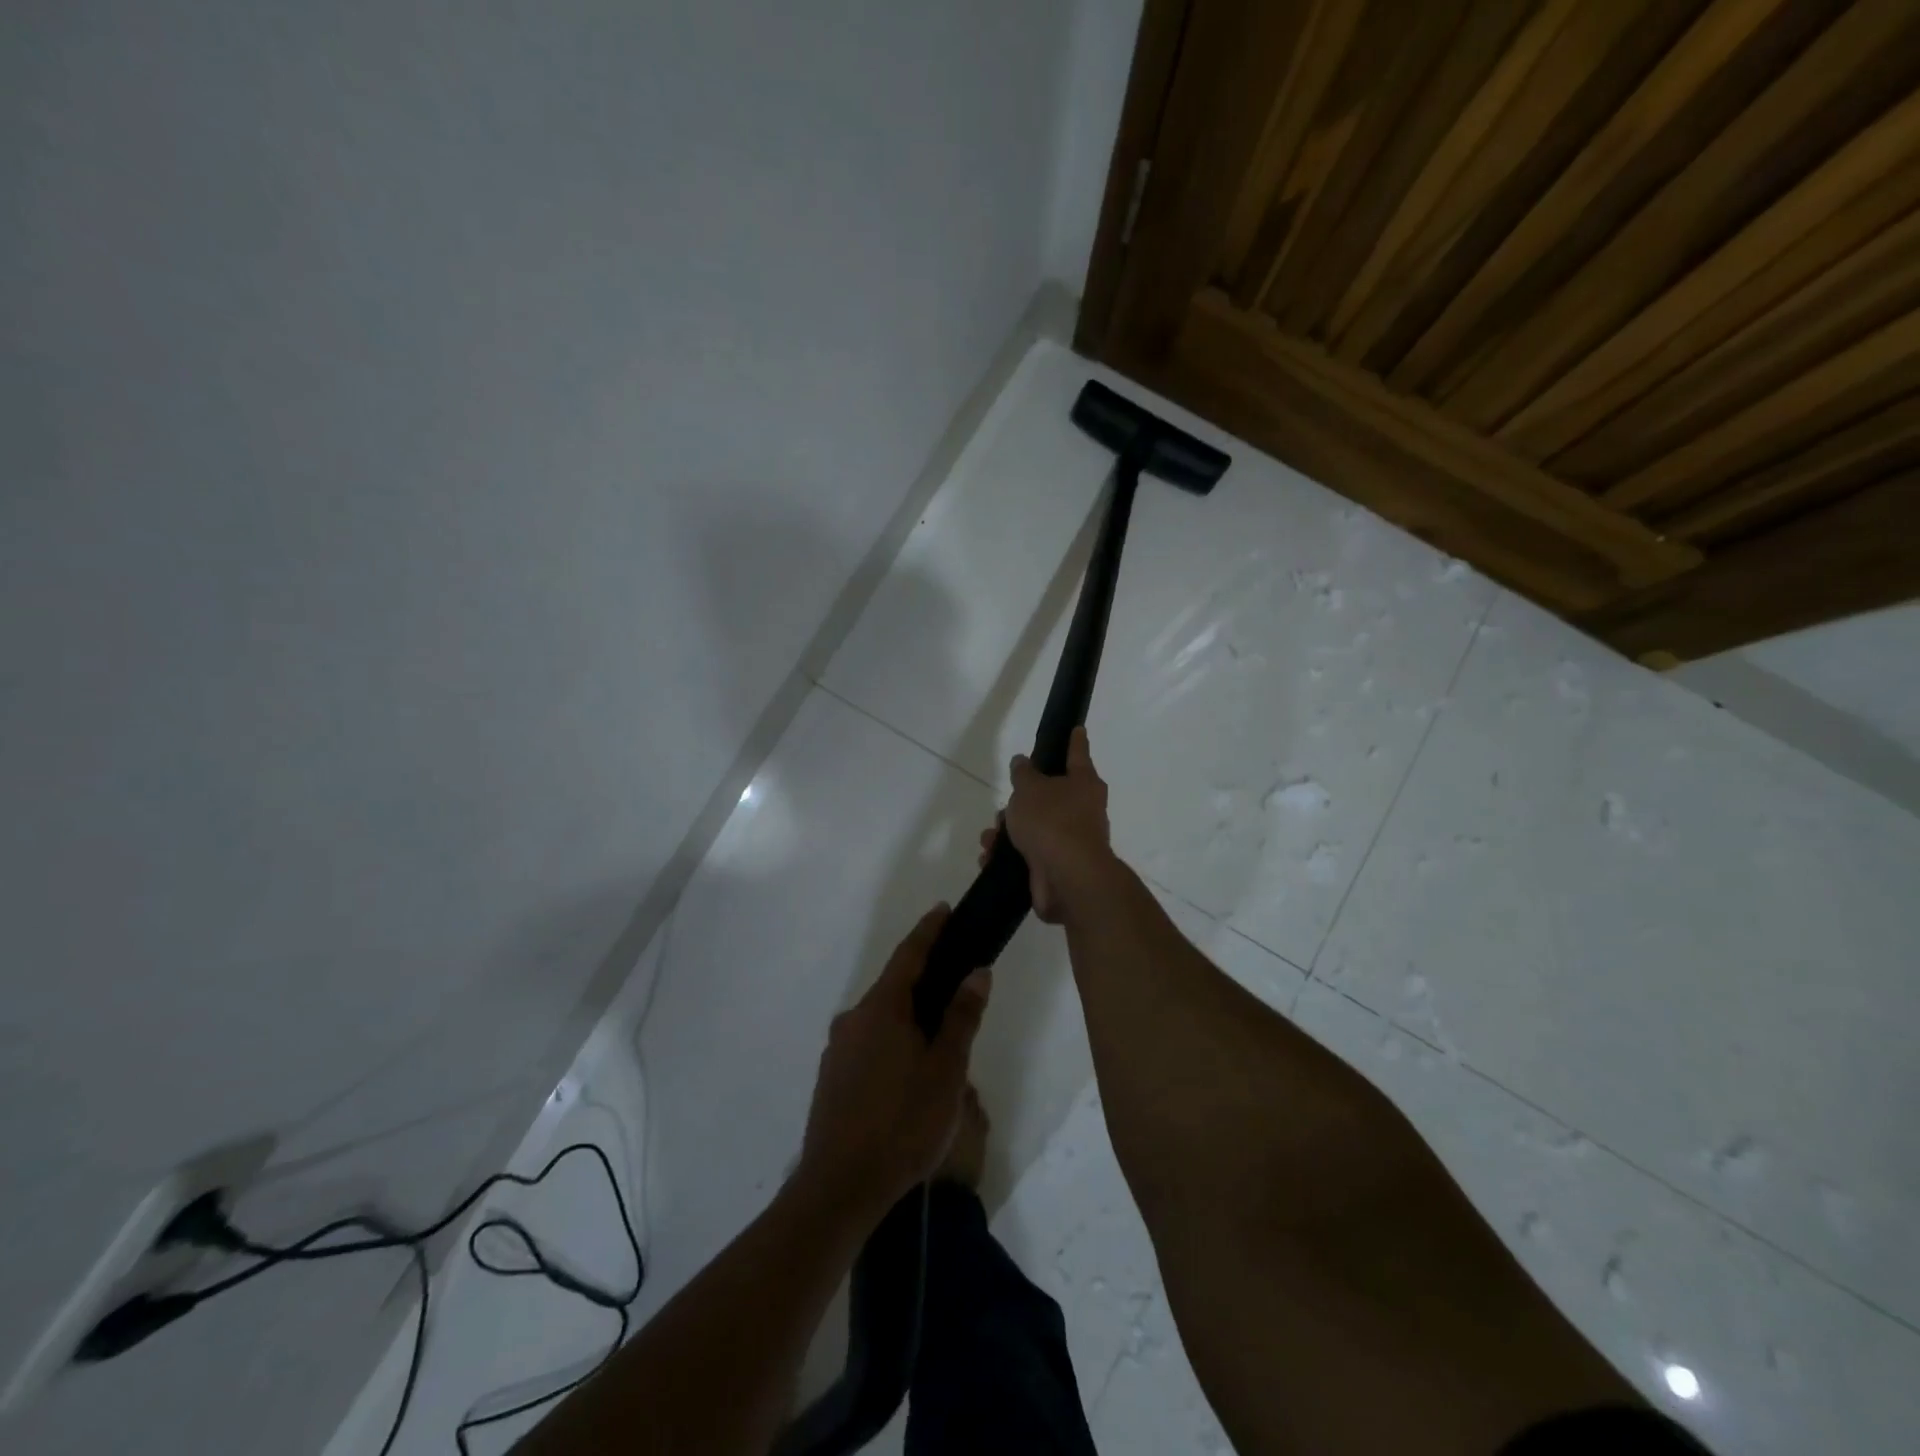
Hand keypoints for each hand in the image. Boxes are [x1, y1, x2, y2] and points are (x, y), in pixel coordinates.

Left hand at [797, 905, 990, 1218]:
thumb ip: (961, 1017)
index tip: (943, 910)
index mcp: (882, 1009)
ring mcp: (838, 1049)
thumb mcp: (946, 1070)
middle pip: (894, 987)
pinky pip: (868, 1044)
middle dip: (924, 982)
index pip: (909, 956)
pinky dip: (892, 1042)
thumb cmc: (903, 1123)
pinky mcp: (831, 1078)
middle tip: (956, 987)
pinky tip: (908, 1075)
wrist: (840, 1187)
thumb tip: (976, 972)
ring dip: (909, 1018)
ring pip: (881, 1019)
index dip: (928, 931)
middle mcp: (854, 1019)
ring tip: (940, 1042)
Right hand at [977, 726, 1116, 923]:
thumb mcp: (1030, 788)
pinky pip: (1028, 854)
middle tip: (1006, 803)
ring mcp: (1071, 841)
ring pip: (1035, 827)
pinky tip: (989, 857)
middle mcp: (1083, 810)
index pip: (1077, 753)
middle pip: (1051, 795)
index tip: (1077, 728)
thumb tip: (1023, 762)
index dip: (1074, 740)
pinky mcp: (1056, 867)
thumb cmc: (1052, 821)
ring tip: (989, 836)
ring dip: (1009, 830)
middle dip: (1023, 800)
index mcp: (1084, 783)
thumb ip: (1023, 773)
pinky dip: (1008, 855)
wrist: (1067, 878)